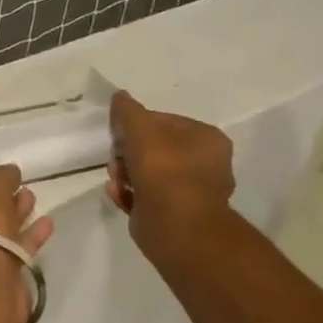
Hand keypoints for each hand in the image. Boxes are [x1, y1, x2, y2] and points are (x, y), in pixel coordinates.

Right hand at [106, 90, 236, 262]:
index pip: (163, 121)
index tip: (119, 134)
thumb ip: (127, 110)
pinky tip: (119, 195)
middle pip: (152, 147)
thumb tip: (119, 96)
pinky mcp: (173, 214)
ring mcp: (189, 190)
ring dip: (123, 174)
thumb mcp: (140, 128)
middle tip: (117, 160)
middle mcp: (203, 163)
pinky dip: (129, 194)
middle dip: (127, 153)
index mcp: (206, 138)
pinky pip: (145, 195)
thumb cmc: (164, 169)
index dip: (136, 125)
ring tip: (116, 182)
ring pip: (145, 172)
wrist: (175, 226)